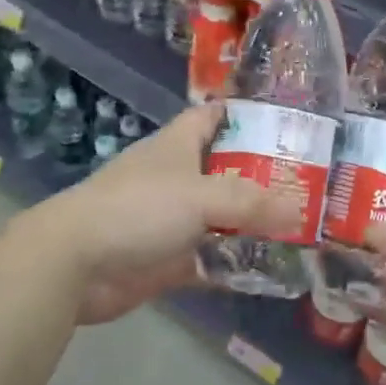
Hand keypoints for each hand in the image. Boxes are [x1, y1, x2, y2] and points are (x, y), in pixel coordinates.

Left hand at [25, 103, 300, 324]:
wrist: (75, 263)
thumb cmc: (137, 209)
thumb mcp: (200, 196)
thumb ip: (251, 203)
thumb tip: (298, 212)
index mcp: (178, 145)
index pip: (214, 116)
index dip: (246, 114)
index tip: (287, 121)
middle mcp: (177, 177)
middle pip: (226, 169)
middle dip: (263, 175)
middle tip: (311, 183)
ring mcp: (171, 219)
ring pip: (221, 216)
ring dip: (252, 223)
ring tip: (301, 227)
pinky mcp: (167, 258)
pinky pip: (210, 257)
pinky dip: (234, 263)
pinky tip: (270, 270)